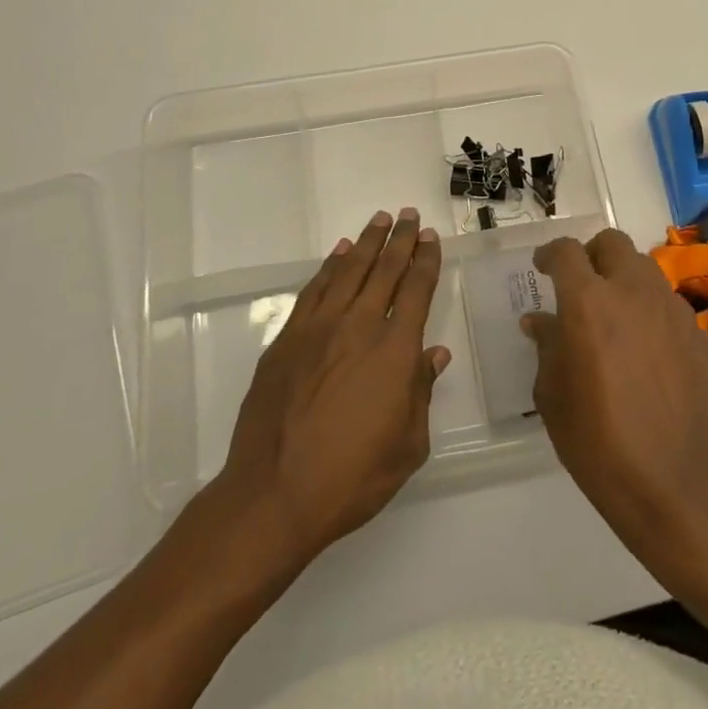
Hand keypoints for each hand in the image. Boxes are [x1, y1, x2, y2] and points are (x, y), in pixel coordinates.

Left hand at [215, 209, 449, 567]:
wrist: (274, 494)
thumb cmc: (351, 478)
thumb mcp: (407, 446)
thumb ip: (421, 393)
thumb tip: (433, 355)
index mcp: (394, 352)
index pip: (416, 291)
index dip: (426, 260)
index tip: (431, 238)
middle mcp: (359, 327)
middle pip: (385, 270)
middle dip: (401, 239)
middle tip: (409, 215)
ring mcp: (319, 329)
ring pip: (349, 271)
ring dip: (367, 242)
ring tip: (380, 220)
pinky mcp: (287, 339)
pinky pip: (314, 289)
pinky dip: (329, 266)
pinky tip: (339, 253)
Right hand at [523, 229, 707, 548]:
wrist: (674, 484)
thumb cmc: (598, 442)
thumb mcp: (553, 395)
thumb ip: (547, 347)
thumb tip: (541, 321)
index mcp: (588, 302)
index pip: (566, 251)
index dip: (550, 254)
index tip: (543, 269)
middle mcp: (632, 292)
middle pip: (612, 243)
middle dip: (592, 254)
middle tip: (581, 284)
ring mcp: (671, 310)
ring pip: (644, 268)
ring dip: (624, 279)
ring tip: (614, 316)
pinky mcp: (697, 335)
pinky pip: (668, 304)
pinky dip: (651, 311)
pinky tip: (646, 350)